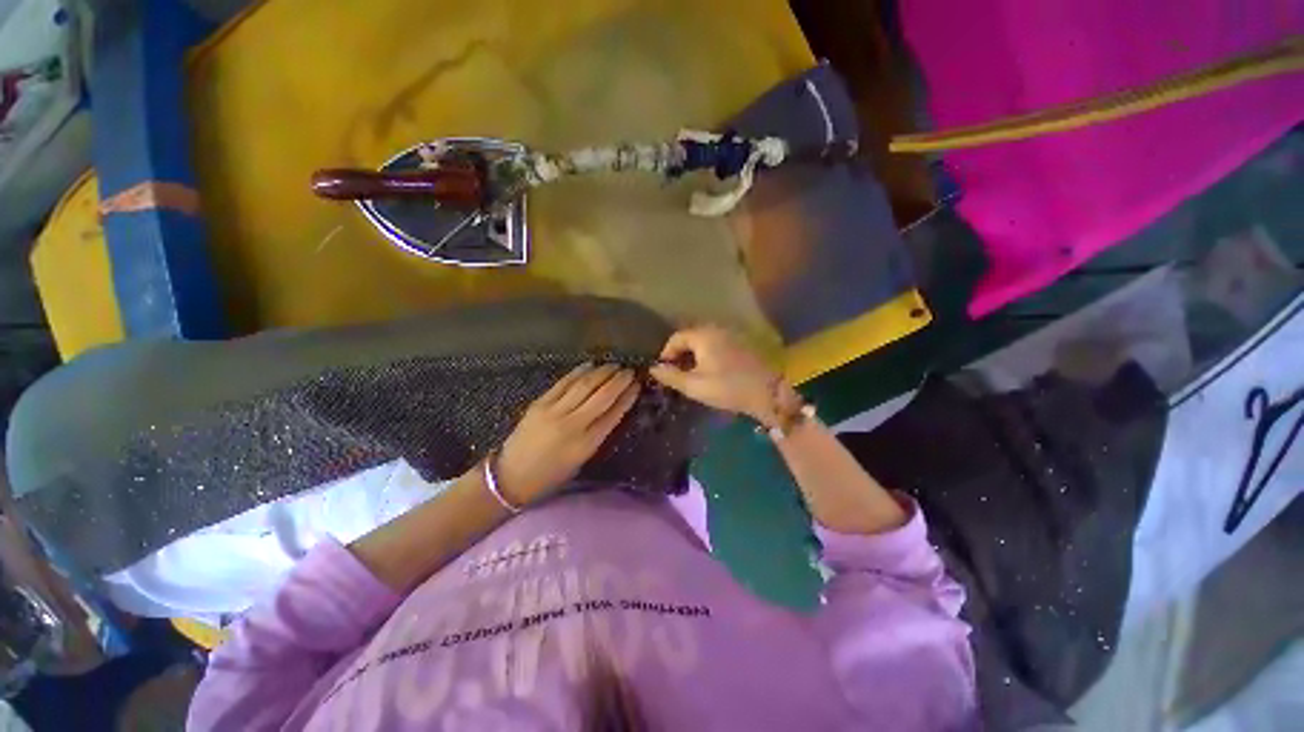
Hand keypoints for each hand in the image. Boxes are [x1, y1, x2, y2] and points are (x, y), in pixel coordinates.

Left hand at [495, 364, 640, 505]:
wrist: (511, 477)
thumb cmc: (551, 474)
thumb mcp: (581, 460)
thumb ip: (598, 434)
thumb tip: (613, 408)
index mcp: (586, 445)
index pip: (613, 414)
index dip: (627, 397)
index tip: (637, 385)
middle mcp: (573, 425)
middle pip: (602, 396)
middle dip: (619, 380)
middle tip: (630, 370)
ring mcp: (554, 412)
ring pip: (584, 385)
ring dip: (602, 372)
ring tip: (614, 365)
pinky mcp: (539, 403)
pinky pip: (564, 383)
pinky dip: (579, 372)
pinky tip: (590, 365)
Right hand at [649, 326, 796, 424]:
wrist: (767, 392)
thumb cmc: (727, 388)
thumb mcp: (694, 386)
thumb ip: (671, 376)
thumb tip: (653, 369)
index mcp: (703, 336)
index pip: (676, 338)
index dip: (666, 353)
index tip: (664, 370)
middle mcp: (716, 329)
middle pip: (690, 337)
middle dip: (680, 354)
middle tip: (676, 373)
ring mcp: (731, 335)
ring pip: (704, 341)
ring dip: (694, 355)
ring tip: (691, 374)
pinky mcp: (742, 343)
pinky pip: (717, 344)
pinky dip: (708, 354)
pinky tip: (710, 370)